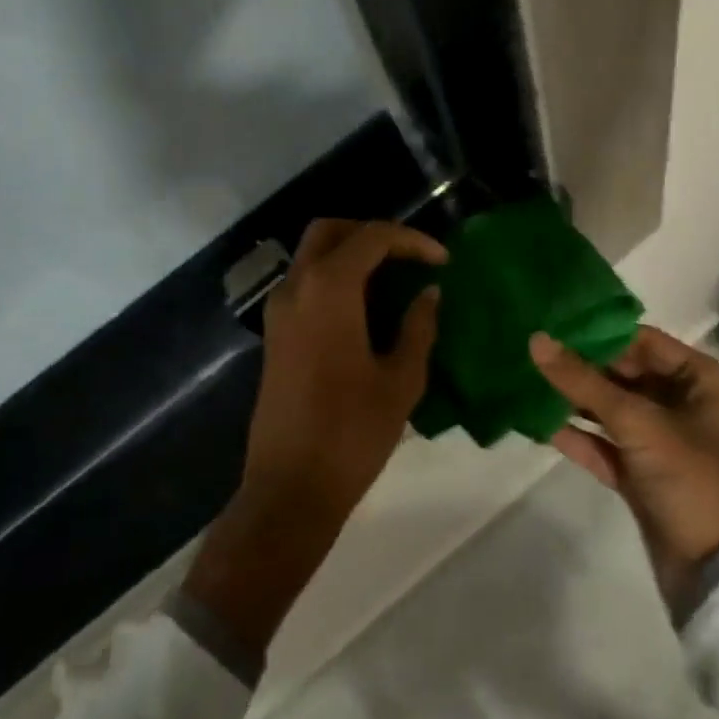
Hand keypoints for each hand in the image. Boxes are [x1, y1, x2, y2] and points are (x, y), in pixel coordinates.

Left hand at [184, 219, 446, 657]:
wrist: (290, 487)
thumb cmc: (352, 433)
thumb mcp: (401, 379)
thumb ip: (418, 327)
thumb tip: (429, 294)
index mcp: (329, 288)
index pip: (372, 237)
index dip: (412, 240)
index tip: (443, 261)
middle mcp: (296, 287)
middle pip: (330, 231)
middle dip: (372, 234)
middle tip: (410, 257)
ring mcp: (279, 309)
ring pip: (312, 254)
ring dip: (351, 254)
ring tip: (394, 280)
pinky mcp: (275, 333)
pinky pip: (305, 283)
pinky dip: (335, 277)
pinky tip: (367, 307)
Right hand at [530, 326, 718, 607]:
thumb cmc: (691, 479)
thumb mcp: (636, 422)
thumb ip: (582, 381)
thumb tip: (536, 339)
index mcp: (703, 381)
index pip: (643, 342)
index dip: (599, 334)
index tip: (554, 326)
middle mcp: (686, 404)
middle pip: (625, 374)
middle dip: (581, 367)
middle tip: (533, 352)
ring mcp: (664, 442)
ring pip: (612, 410)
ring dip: (575, 401)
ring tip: (529, 382)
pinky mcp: (645, 475)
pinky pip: (606, 445)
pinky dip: (579, 437)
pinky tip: (540, 425)